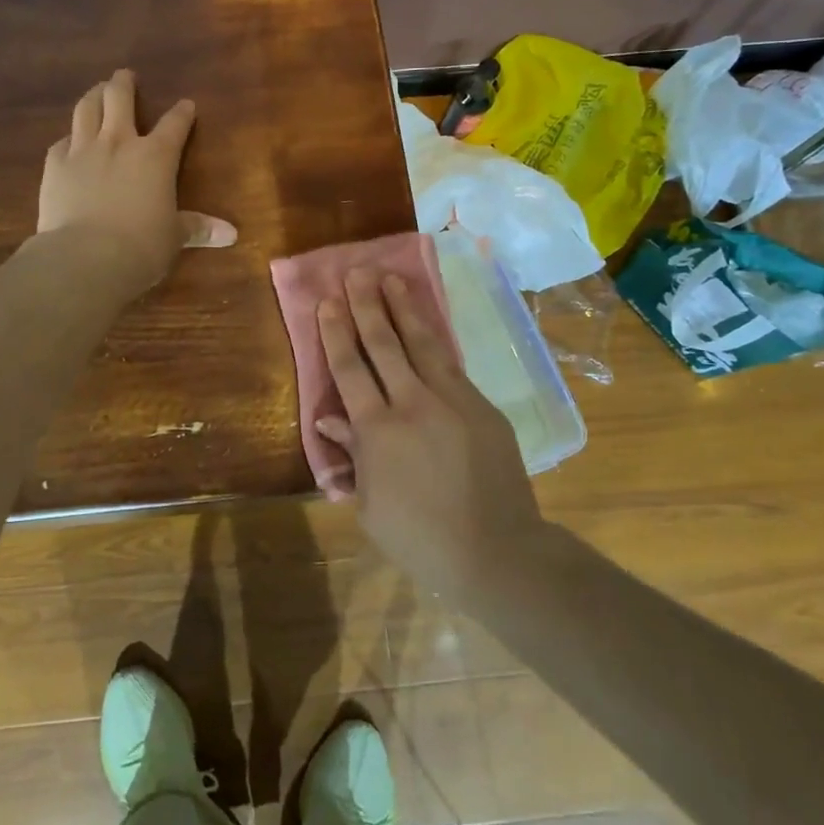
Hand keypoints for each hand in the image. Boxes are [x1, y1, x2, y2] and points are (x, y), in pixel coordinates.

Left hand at [37, 69, 236, 297]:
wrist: (85, 258)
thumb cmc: (142, 247)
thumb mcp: (174, 238)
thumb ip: (198, 228)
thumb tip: (231, 234)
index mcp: (156, 156)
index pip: (174, 125)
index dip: (182, 112)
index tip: (186, 104)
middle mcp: (119, 142)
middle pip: (120, 98)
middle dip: (124, 83)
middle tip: (125, 76)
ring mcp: (82, 150)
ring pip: (87, 109)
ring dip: (94, 95)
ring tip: (97, 91)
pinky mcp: (54, 166)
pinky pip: (61, 142)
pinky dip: (68, 138)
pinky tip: (69, 141)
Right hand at [315, 269, 547, 600]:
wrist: (495, 551)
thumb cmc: (420, 538)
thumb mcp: (370, 504)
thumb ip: (351, 454)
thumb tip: (330, 416)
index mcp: (377, 430)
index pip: (349, 368)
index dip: (336, 332)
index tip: (328, 302)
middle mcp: (412, 403)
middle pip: (383, 343)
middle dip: (367, 305)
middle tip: (356, 273)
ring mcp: (452, 400)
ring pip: (422, 343)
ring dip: (404, 309)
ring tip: (391, 279)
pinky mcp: (481, 406)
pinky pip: (451, 365)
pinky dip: (435, 340)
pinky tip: (427, 325)